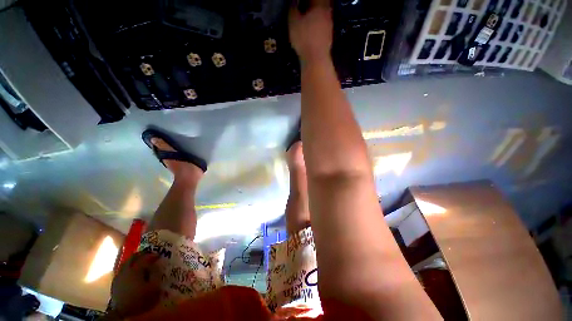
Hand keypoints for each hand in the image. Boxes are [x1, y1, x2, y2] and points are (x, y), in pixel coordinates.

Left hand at [109, 252, 161, 317]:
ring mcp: (119, 276)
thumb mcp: (153, 287)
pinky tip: (132, 273)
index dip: (153, 255)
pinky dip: (128, 268)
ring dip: (133, 260)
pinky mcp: (115, 282)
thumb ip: (155, 274)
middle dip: (141, 254)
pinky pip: (122, 270)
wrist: (122, 312)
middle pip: (133, 257)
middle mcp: (126, 270)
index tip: (159, 255)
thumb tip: (156, 264)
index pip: (145, 258)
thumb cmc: (141, 299)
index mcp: (135, 270)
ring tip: (140, 262)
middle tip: (149, 255)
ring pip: (126, 263)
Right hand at [289, 0, 332, 64]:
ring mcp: (330, 25)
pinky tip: (311, 30)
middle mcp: (327, 12)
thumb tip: (294, 2)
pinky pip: (323, 25)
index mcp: (320, 5)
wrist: (316, 60)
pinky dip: (317, 24)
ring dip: (315, 14)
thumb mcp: (293, 22)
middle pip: (321, 3)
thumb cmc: (304, 38)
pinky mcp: (329, 37)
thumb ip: (293, 9)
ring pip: (323, 14)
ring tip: (306, 18)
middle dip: (312, 4)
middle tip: (303, 7)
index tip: (299, 2)